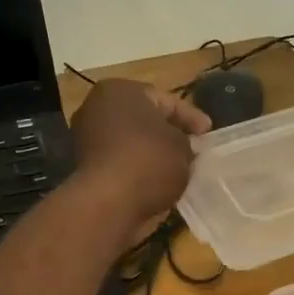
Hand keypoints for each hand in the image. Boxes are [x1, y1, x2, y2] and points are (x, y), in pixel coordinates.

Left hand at [70, 79, 211, 233]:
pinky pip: (121, 163)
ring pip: (132, 142)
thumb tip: (181, 147)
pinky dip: (139, 170)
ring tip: (179, 169)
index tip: (208, 133)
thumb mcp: (182, 146)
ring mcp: (87, 139)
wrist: (108, 204)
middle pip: (145, 119)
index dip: (192, 117)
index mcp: (120, 91)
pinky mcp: (85, 168)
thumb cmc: (149, 161)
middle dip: (170, 134)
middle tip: (194, 148)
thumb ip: (185, 141)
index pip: (166, 100)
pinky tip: (159, 183)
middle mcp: (97, 108)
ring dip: (154, 154)